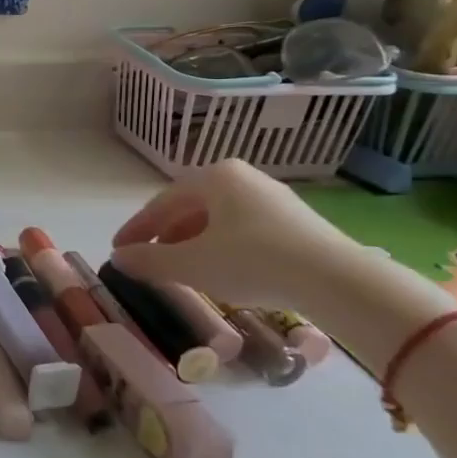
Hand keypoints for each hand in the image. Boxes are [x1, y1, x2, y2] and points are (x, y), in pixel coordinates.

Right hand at [109, 159, 360, 309]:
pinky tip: (222, 272)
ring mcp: (273, 199)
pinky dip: (223, 249)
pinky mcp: (296, 223)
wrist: (338, 280)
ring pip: (218, 221)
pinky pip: (244, 231)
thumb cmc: (253, 261)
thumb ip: (149, 260)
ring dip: (194, 244)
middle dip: (166, 236)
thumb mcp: (191, 265)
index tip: (118, 250)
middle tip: (149, 260)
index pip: (161, 204)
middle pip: (190, 209)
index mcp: (213, 177)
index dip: (137, 229)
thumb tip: (118, 259)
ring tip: (182, 270)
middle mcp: (242, 178)